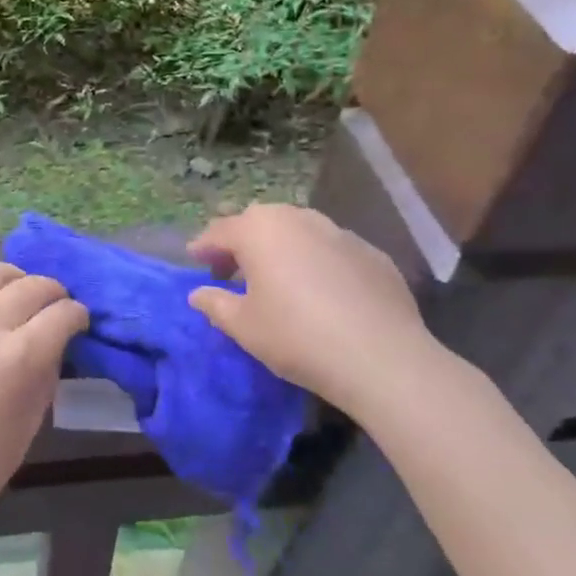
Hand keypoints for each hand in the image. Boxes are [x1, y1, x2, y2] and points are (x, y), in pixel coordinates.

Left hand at [0, 262, 88, 553]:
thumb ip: (44, 377)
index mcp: (16, 360)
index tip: (78, 322)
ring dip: (13, 279)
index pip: (61, 315)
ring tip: (15, 293)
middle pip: (31, 286)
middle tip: (53, 307)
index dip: (77, 315)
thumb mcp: (27, 428)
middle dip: (52, 293)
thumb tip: (54, 344)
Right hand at [186, 203, 435, 418]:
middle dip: (242, 242)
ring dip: (281, 248)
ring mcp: (339, 232)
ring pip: (299, 231)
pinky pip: (332, 250)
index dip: (204, 246)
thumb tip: (198, 294)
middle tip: (232, 270)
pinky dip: (317, 262)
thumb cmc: (296, 336)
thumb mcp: (243, 326)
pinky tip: (321, 292)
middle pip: (260, 223)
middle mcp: (298, 219)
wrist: (381, 357)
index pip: (220, 231)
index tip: (194, 259)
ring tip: (277, 278)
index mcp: (259, 231)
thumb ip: (215, 304)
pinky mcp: (372, 253)